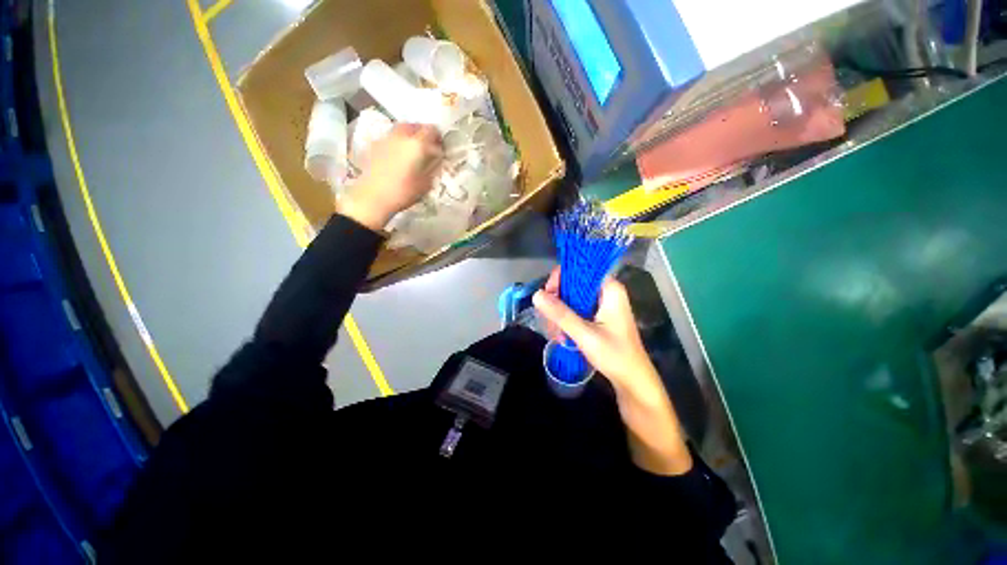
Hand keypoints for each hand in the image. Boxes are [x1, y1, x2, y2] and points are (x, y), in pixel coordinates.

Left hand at [338, 124, 443, 230]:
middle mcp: (401, 136)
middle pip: (414, 125)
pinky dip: (396, 142)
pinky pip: (389, 138)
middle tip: (426, 146)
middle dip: (422, 133)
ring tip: (411, 150)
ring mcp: (385, 138)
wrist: (372, 197)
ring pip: (400, 129)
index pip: (431, 130)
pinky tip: (396, 156)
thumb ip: (433, 168)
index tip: (439, 146)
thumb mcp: (426, 184)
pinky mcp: (373, 145)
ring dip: (408, 136)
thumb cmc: (403, 193)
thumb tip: (436, 160)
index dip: (438, 137)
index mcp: (416, 144)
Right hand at [532, 268, 663, 400]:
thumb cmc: (615, 356)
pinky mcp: (598, 316)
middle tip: (550, 321)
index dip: (561, 279)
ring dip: (560, 314)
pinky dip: (567, 320)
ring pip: (572, 299)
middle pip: (573, 284)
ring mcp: (602, 305)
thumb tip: (536, 294)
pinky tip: (562, 336)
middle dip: (558, 301)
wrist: (633, 381)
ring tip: (556, 334)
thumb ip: (560, 314)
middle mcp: (606, 292)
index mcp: (609, 289)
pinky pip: (576, 310)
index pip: (580, 270)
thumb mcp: (585, 334)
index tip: (548, 295)